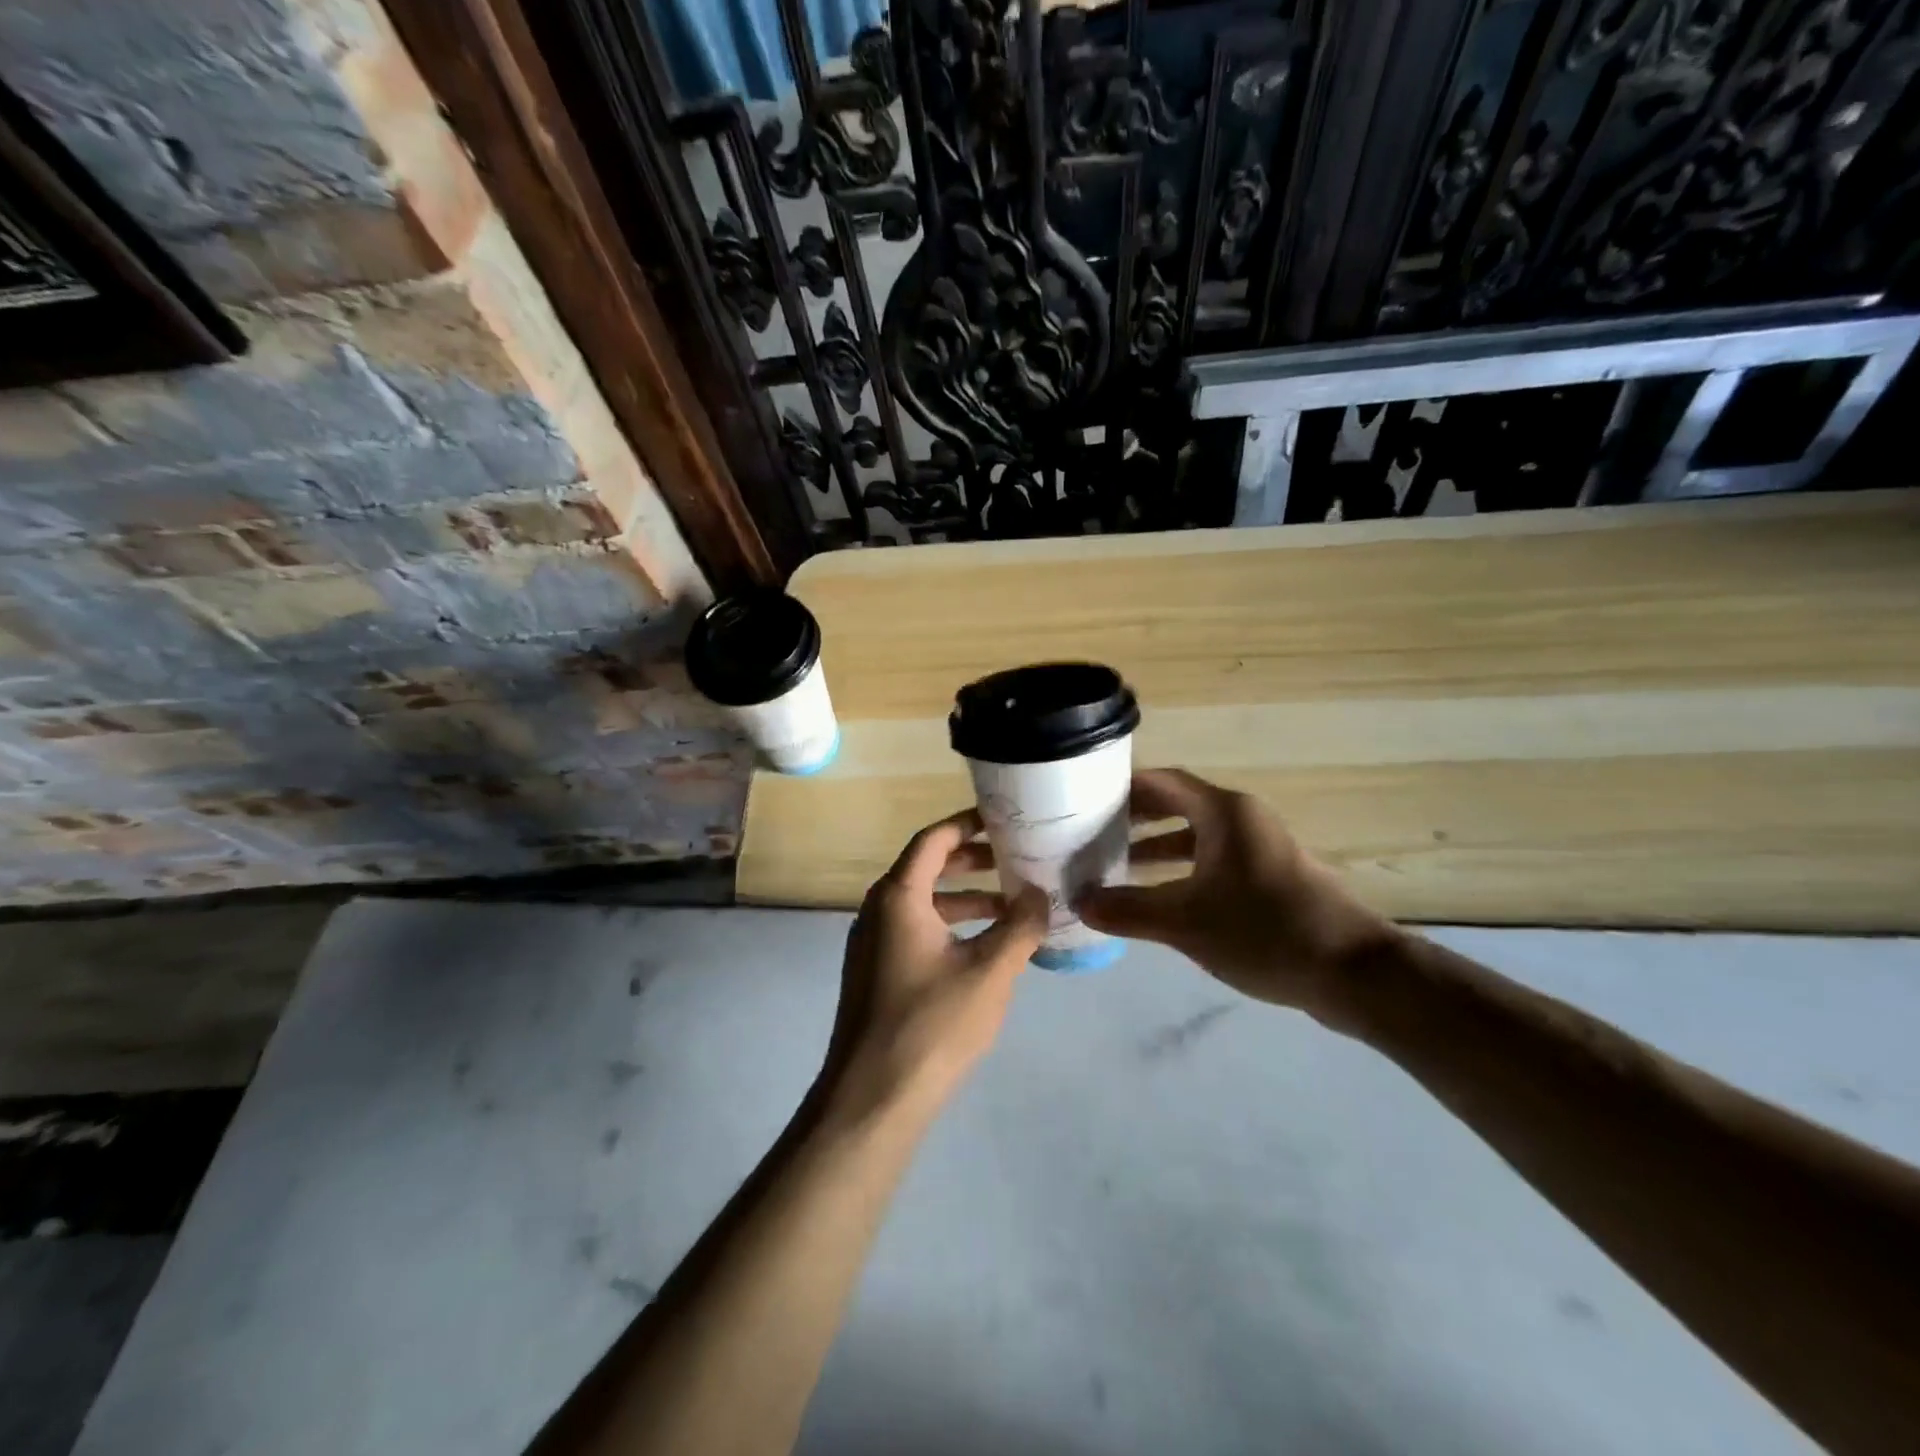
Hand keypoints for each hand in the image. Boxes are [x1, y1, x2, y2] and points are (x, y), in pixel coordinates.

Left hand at [822, 808, 1048, 1120]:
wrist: (872, 1097)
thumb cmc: (932, 1024)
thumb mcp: (990, 971)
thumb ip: (1020, 926)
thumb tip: (1040, 893)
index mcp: (898, 897)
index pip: (932, 840)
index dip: (967, 824)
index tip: (1002, 819)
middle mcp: (877, 911)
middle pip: (926, 868)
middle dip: (971, 861)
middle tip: (1013, 857)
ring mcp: (872, 944)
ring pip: (922, 903)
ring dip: (964, 898)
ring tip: (1010, 905)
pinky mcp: (874, 973)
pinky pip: (914, 930)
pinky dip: (949, 926)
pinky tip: (983, 948)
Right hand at [1077, 769, 1397, 1022]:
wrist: (1354, 974)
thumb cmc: (1264, 932)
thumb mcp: (1185, 923)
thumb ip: (1128, 910)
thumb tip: (1080, 903)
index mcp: (1224, 812)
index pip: (1162, 781)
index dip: (1123, 786)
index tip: (1086, 799)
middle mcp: (1243, 819)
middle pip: (1178, 804)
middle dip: (1136, 818)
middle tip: (1093, 832)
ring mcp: (1261, 848)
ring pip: (1196, 835)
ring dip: (1158, 847)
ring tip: (1117, 865)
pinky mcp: (1272, 877)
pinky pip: (1215, 860)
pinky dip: (1184, 869)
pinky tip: (1161, 897)